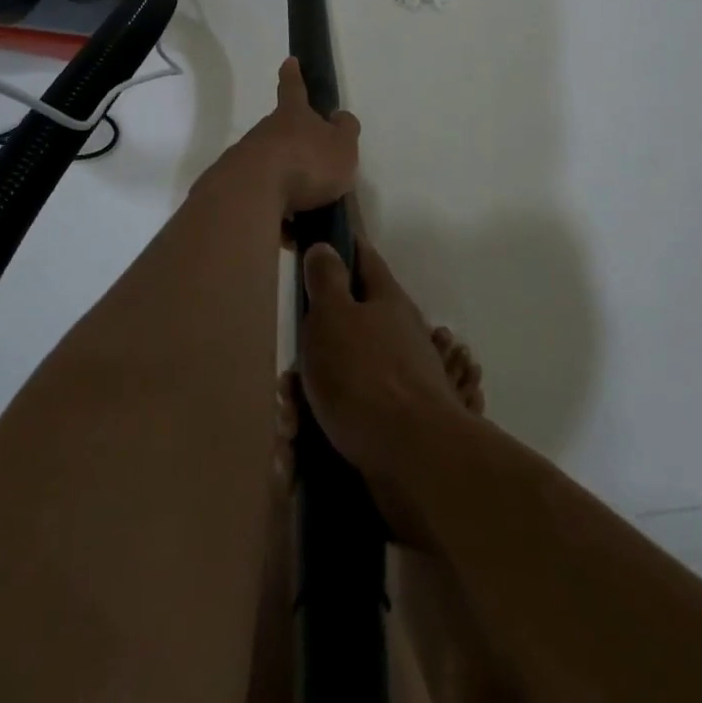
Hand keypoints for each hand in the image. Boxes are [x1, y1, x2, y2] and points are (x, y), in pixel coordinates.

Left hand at [232, 58, 360, 215]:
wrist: (252, 193)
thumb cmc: (306, 164)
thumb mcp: (342, 147)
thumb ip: (345, 132)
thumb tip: (339, 118)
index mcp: (293, 116)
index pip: (294, 88)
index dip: (294, 75)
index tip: (289, 61)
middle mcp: (266, 131)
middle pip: (281, 132)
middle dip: (295, 145)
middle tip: (314, 167)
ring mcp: (246, 158)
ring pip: (270, 167)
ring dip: (286, 184)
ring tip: (305, 212)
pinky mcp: (234, 187)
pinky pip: (262, 198)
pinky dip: (275, 212)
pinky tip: (287, 234)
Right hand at [298, 238, 475, 543]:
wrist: (415, 457)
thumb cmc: (366, 374)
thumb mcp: (334, 316)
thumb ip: (326, 280)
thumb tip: (325, 246)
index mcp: (386, 300)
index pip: (363, 259)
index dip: (341, 248)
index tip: (317, 245)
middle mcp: (397, 334)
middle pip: (346, 325)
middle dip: (310, 349)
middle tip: (286, 377)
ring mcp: (399, 379)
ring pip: (341, 375)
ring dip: (309, 397)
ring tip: (288, 425)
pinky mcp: (394, 422)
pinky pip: (348, 415)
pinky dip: (321, 428)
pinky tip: (300, 450)